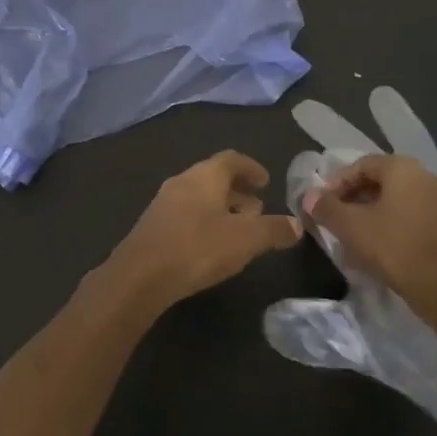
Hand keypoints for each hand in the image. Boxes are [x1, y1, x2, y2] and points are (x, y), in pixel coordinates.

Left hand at [99, 151, 301, 316]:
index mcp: (205, 175)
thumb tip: (297, 225)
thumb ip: (274, 230)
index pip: (232, 159)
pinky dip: (204, 221)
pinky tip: (211, 245)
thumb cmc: (198, 248)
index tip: (267, 182)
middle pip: (214, 177)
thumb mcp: (246, 239)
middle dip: (238, 190)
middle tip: (258, 209)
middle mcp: (182, 181)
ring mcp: (163, 203)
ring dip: (221, 207)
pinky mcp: (153, 227)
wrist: (139, 277)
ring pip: (199, 196)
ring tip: (239, 229)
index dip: (252, 168)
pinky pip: (186, 214)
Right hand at [303, 154, 436, 318]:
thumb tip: (309, 196)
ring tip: (355, 232)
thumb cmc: (392, 247)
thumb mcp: (350, 226)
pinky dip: (393, 221)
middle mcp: (425, 175)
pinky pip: (412, 213)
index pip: (361, 165)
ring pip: (397, 198)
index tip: (323, 204)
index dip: (337, 183)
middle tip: (336, 217)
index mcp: (402, 168)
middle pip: (381, 180)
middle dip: (354, 197)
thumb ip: (326, 207)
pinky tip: (380, 243)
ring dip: (373, 210)